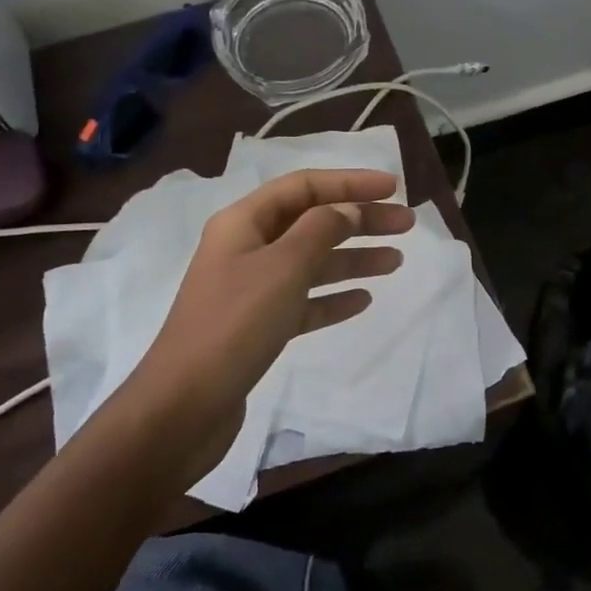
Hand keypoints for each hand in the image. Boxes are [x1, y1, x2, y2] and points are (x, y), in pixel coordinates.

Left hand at [117, 169, 413, 485]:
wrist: (183, 407)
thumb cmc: (234, 325)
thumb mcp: (283, 268)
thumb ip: (320, 230)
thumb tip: (347, 209)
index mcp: (243, 222)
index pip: (304, 186)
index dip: (349, 182)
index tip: (393, 187)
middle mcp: (246, 248)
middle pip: (312, 222)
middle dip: (359, 219)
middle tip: (406, 225)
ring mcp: (251, 289)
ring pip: (311, 262)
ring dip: (353, 258)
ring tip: (396, 261)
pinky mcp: (257, 327)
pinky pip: (303, 301)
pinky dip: (332, 298)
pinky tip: (363, 300)